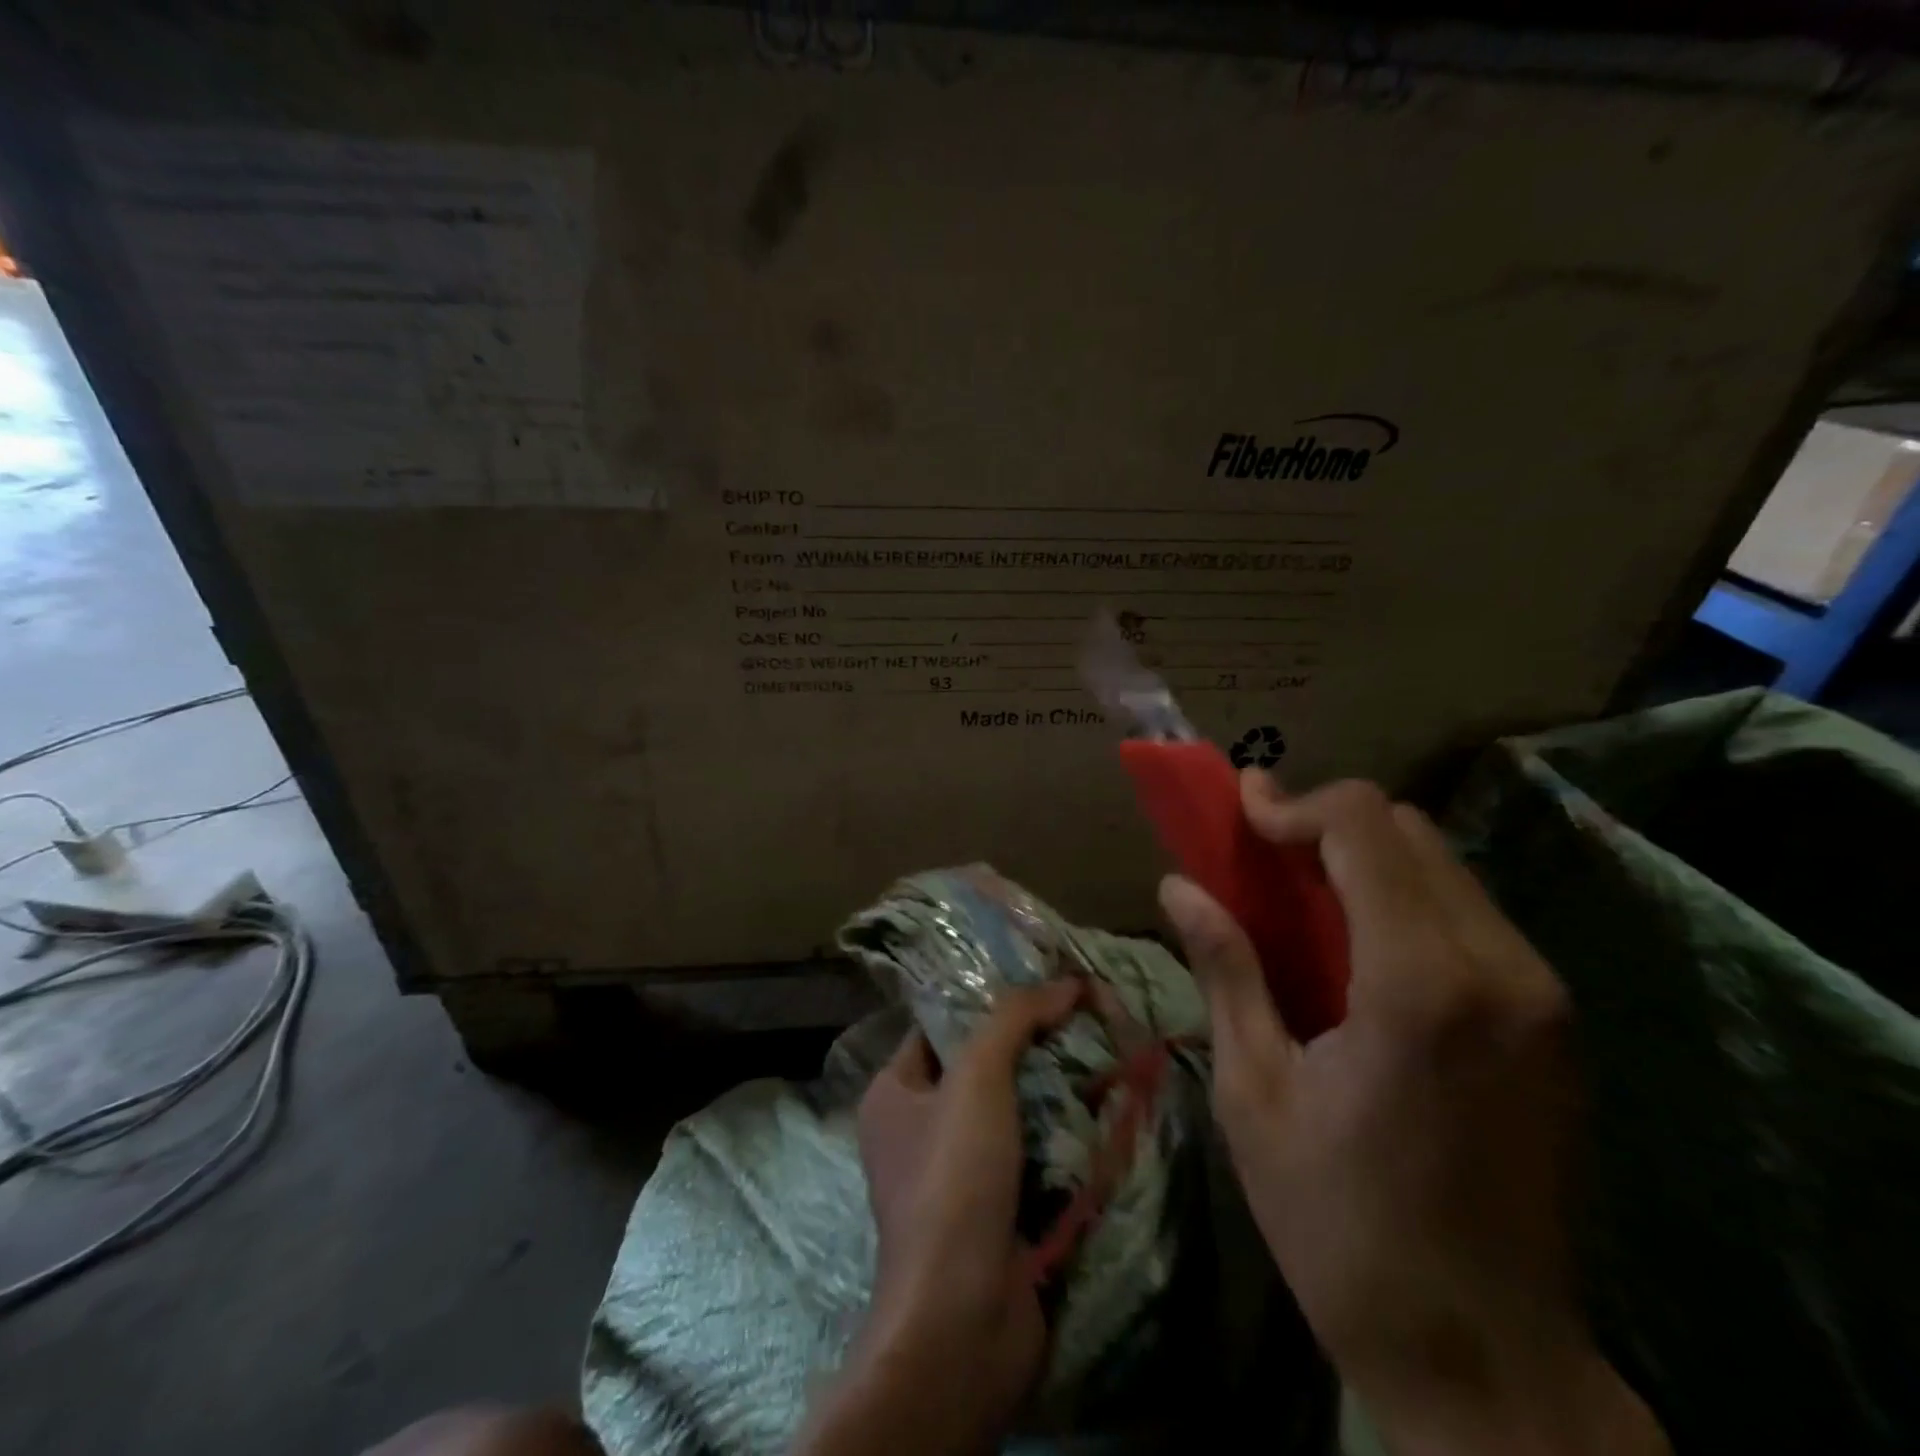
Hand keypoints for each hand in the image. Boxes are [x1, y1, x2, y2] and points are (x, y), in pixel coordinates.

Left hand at [796, 981, 1079, 1455]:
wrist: (964, 1319)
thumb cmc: (953, 1179)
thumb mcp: (976, 1078)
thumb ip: (1014, 1019)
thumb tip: (1066, 980)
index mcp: (894, 1092)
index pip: (942, 1026)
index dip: (988, 999)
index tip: (1042, 980)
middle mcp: (919, 1129)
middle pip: (982, 1066)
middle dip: (1031, 1045)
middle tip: (1082, 1014)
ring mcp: (959, 1174)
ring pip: (1013, 1110)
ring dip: (1054, 1089)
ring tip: (1102, 1051)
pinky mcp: (997, 1210)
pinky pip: (1032, 1153)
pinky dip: (1062, 1134)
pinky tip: (1102, 1108)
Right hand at [1161, 774, 1664, 1455]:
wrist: (1486, 1361)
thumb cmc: (1341, 1226)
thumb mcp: (1255, 1090)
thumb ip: (1226, 968)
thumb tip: (1178, 885)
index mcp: (1419, 984)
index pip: (1364, 827)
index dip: (1294, 803)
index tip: (1239, 810)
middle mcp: (1500, 969)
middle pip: (1408, 831)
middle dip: (1326, 826)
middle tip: (1260, 856)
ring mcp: (1541, 995)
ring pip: (1443, 866)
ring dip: (1365, 859)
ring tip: (1298, 898)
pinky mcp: (1553, 1022)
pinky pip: (1469, 913)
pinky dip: (1403, 899)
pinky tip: (1357, 950)